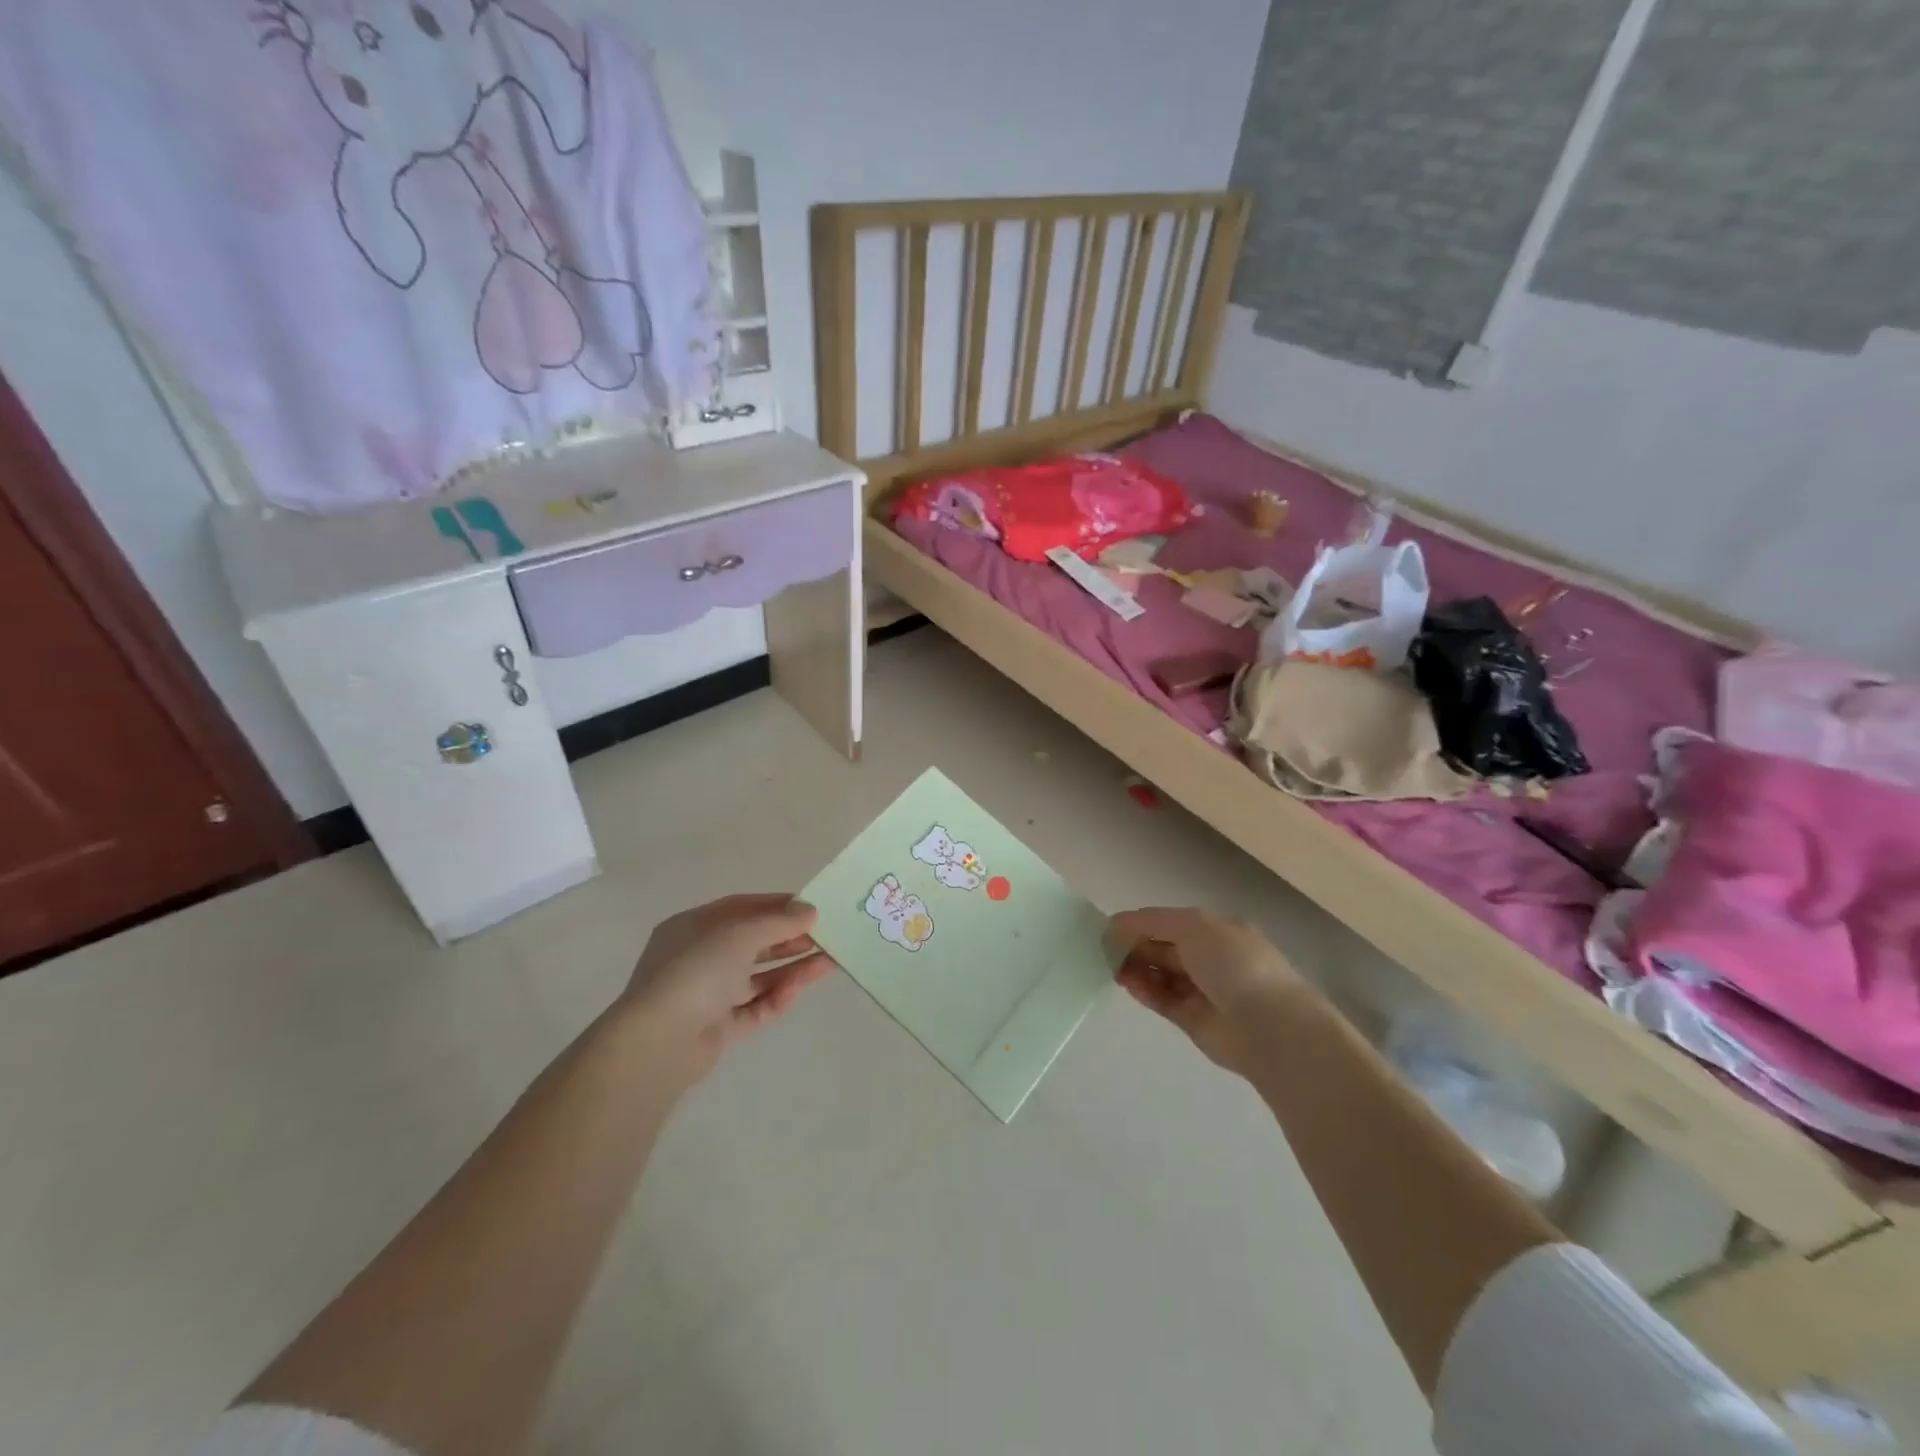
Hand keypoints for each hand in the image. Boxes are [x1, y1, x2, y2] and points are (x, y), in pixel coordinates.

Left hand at [617, 894, 837, 1084]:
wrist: (658, 1042)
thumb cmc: (695, 971)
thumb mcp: (740, 934)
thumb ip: (778, 922)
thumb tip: (810, 911)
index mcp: (692, 928)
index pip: (739, 908)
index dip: (775, 905)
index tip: (809, 907)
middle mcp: (698, 958)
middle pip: (752, 944)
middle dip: (788, 938)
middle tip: (825, 935)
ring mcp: (707, 995)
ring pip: (757, 977)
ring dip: (792, 968)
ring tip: (829, 962)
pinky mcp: (718, 1028)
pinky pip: (754, 1008)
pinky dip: (776, 998)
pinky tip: (798, 990)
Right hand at [1104, 907, 1315, 1080]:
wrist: (1269, 1026)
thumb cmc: (1234, 963)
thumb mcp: (1192, 926)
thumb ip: (1151, 922)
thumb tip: (1115, 923)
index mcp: (1218, 931)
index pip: (1172, 923)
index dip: (1142, 924)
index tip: (1113, 928)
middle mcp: (1211, 958)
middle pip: (1164, 948)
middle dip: (1136, 946)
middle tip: (1107, 950)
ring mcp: (1203, 991)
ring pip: (1161, 975)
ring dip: (1138, 968)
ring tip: (1114, 968)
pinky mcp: (1193, 1020)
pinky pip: (1163, 1000)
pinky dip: (1145, 991)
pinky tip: (1127, 984)